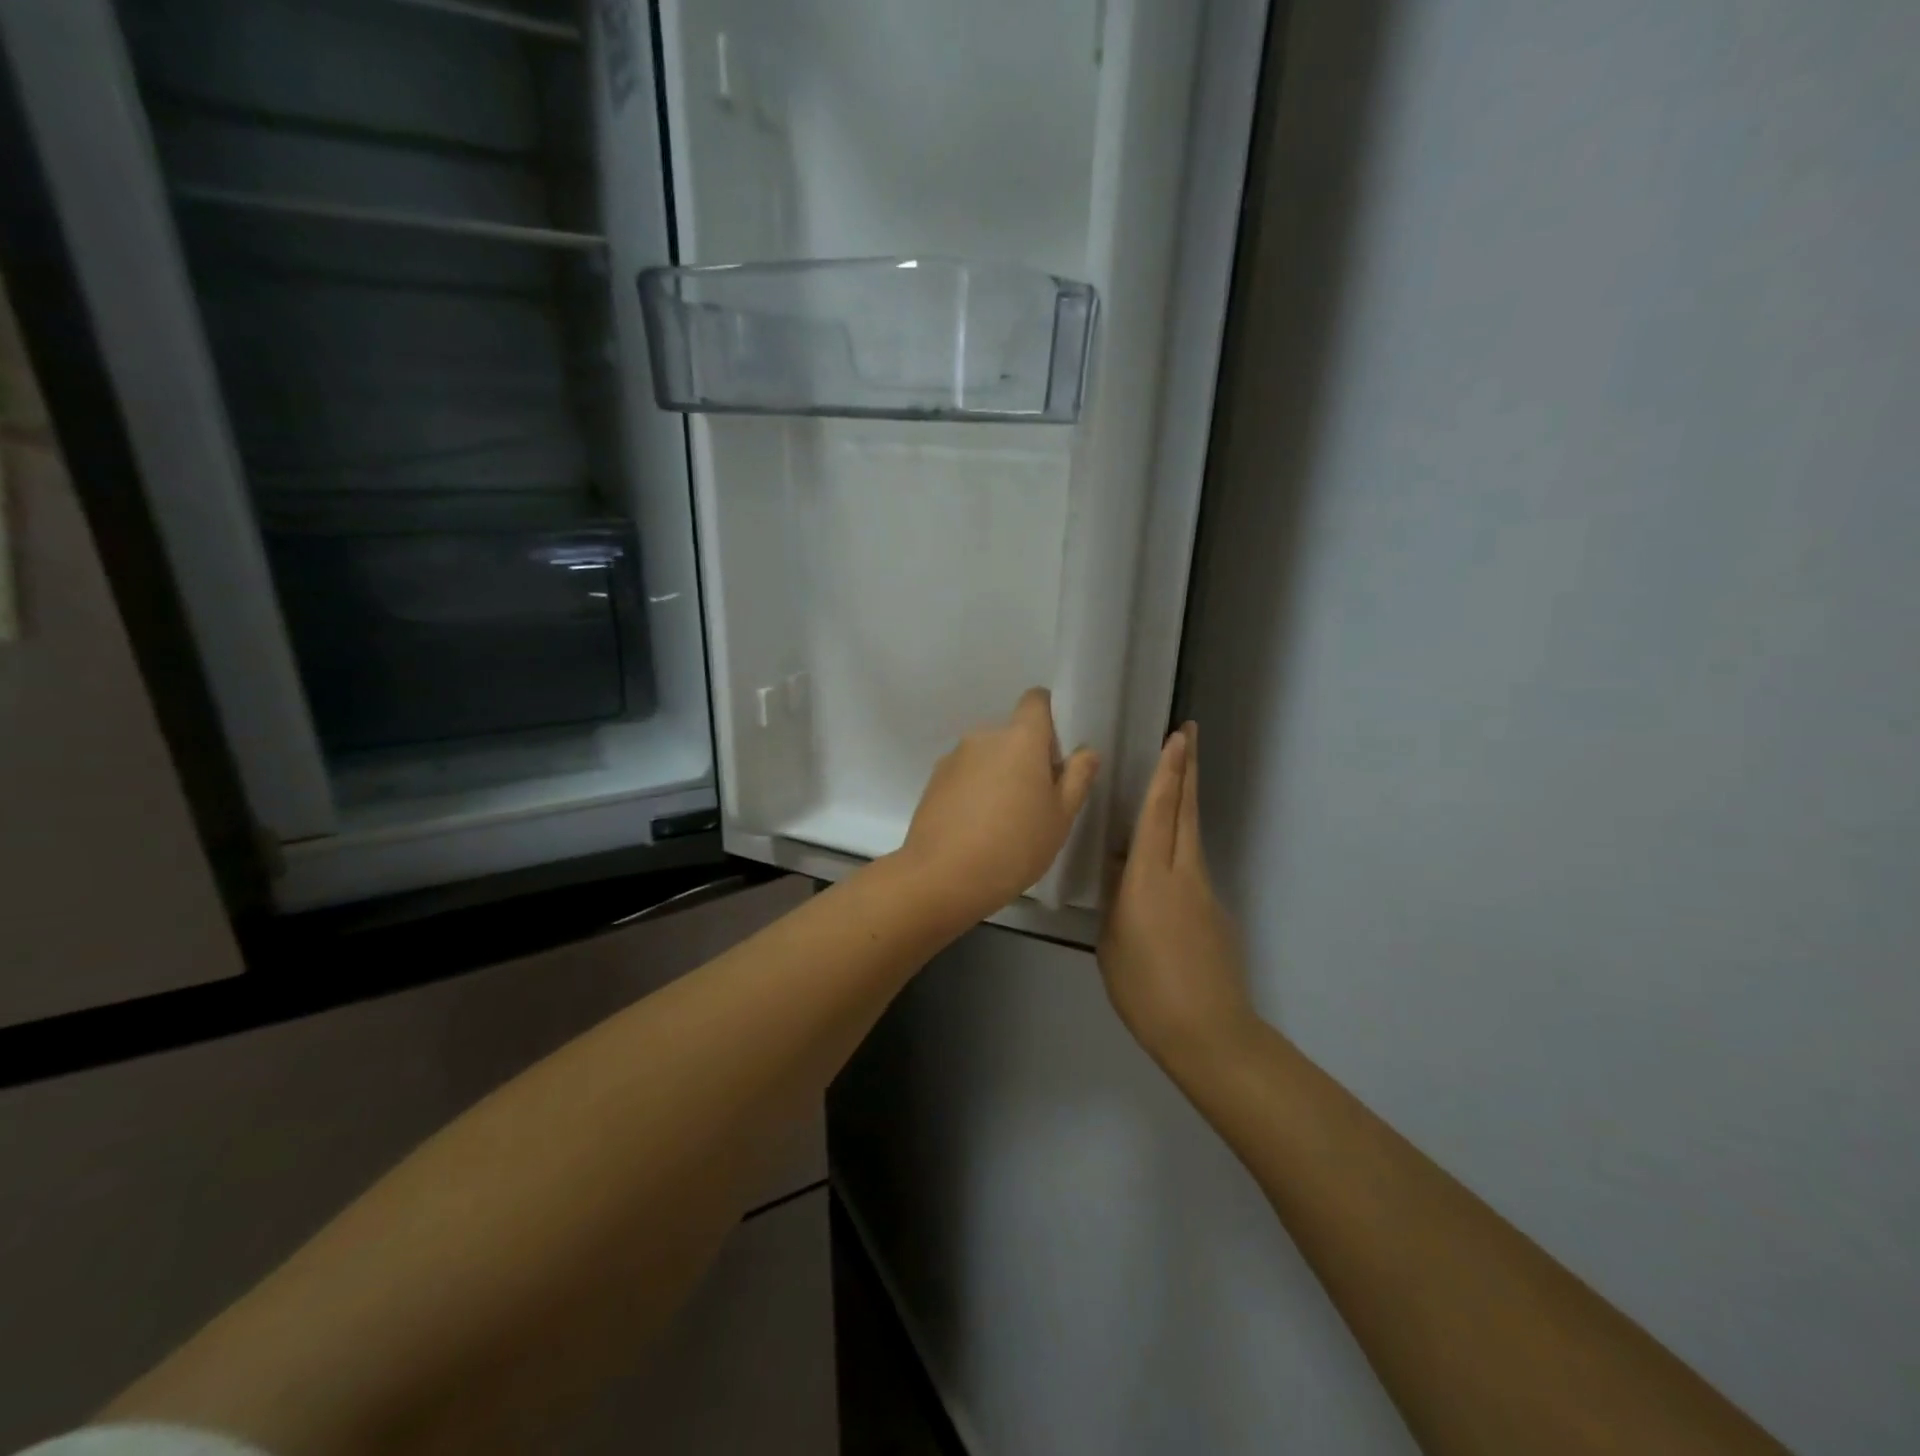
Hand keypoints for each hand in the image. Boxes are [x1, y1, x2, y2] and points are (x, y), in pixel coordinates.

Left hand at [900, 688, 1099, 916]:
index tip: (1056, 754)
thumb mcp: (1060, 817)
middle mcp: (983, 736)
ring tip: (1003, 821)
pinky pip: (964, 775)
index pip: (1036, 700)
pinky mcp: (933, 781)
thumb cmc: (1014, 846)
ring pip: (987, 756)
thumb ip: (1077, 778)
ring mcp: (953, 758)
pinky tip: (977, 828)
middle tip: (1036, 800)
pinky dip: (974, 791)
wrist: (941, 877)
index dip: (1049, 719)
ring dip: (998, 775)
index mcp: (1020, 737)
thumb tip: (1086, 751)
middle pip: (1012, 734)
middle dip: (1026, 757)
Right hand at [1099, 723, 1254, 1066]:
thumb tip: (1120, 865)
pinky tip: (1164, 859)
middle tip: (1189, 732)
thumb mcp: (1112, 938)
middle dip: (1187, 768)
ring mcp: (1205, 891)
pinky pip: (1193, 864)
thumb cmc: (1144, 988)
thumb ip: (1116, 895)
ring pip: (1192, 833)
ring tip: (1177, 774)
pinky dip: (1181, 843)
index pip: (1159, 812)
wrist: (1207, 1032)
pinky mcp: (1216, 912)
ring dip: (1185, 799)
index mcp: (1149, 877)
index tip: (1177, 737)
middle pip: (1186, 810)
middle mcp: (1183, 873)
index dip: (1167, 772)